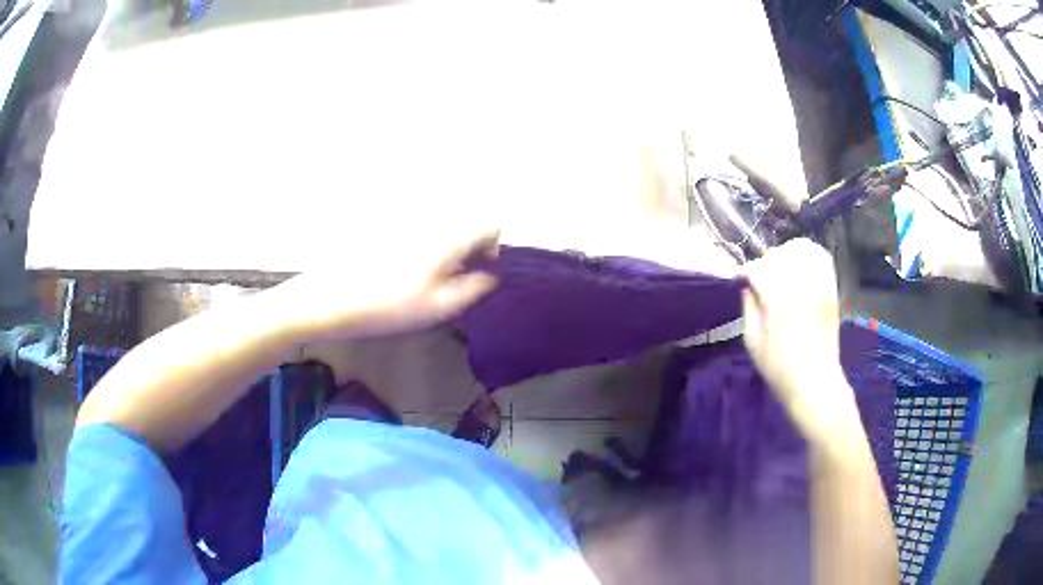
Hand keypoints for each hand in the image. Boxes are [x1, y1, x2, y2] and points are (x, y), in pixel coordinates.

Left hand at [268, 230, 499, 341]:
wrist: (332, 299)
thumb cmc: (391, 306)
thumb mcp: (442, 305)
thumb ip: (477, 287)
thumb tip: (494, 273)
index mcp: (449, 235)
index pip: (491, 226)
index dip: (493, 250)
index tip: (478, 276)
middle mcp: (432, 219)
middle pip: (467, 226)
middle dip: (469, 252)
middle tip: (452, 285)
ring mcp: (408, 222)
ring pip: (443, 230)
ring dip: (446, 253)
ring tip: (426, 284)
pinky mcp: (388, 228)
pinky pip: (420, 233)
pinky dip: (423, 251)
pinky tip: (403, 275)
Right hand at [741, 239, 853, 433]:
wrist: (815, 383)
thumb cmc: (779, 369)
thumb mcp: (753, 343)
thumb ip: (749, 308)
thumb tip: (748, 287)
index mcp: (779, 301)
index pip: (759, 268)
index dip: (747, 271)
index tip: (741, 278)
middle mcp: (801, 286)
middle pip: (780, 255)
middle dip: (766, 262)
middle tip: (761, 277)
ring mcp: (820, 286)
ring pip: (804, 248)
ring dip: (788, 252)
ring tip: (782, 266)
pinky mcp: (831, 290)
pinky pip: (822, 258)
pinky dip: (810, 254)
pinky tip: (800, 266)